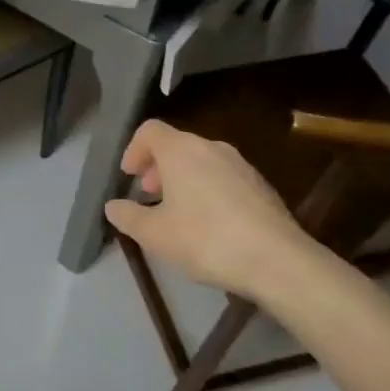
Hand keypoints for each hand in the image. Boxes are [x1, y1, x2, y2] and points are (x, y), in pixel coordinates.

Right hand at [103, 120, 321, 296]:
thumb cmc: (205, 239)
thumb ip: (127, 216)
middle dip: (157, 167)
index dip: (133, 150)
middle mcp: (212, 148)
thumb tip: (113, 206)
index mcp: (182, 150)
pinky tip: (209, 225)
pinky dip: (207, 190)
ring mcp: (241, 165)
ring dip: (182, 180)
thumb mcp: (154, 234)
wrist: (277, 260)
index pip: (150, 130)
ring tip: (177, 213)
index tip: (128, 177)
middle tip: (148, 195)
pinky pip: (223, 178)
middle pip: (176, 145)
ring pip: (201, 161)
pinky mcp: (261, 186)